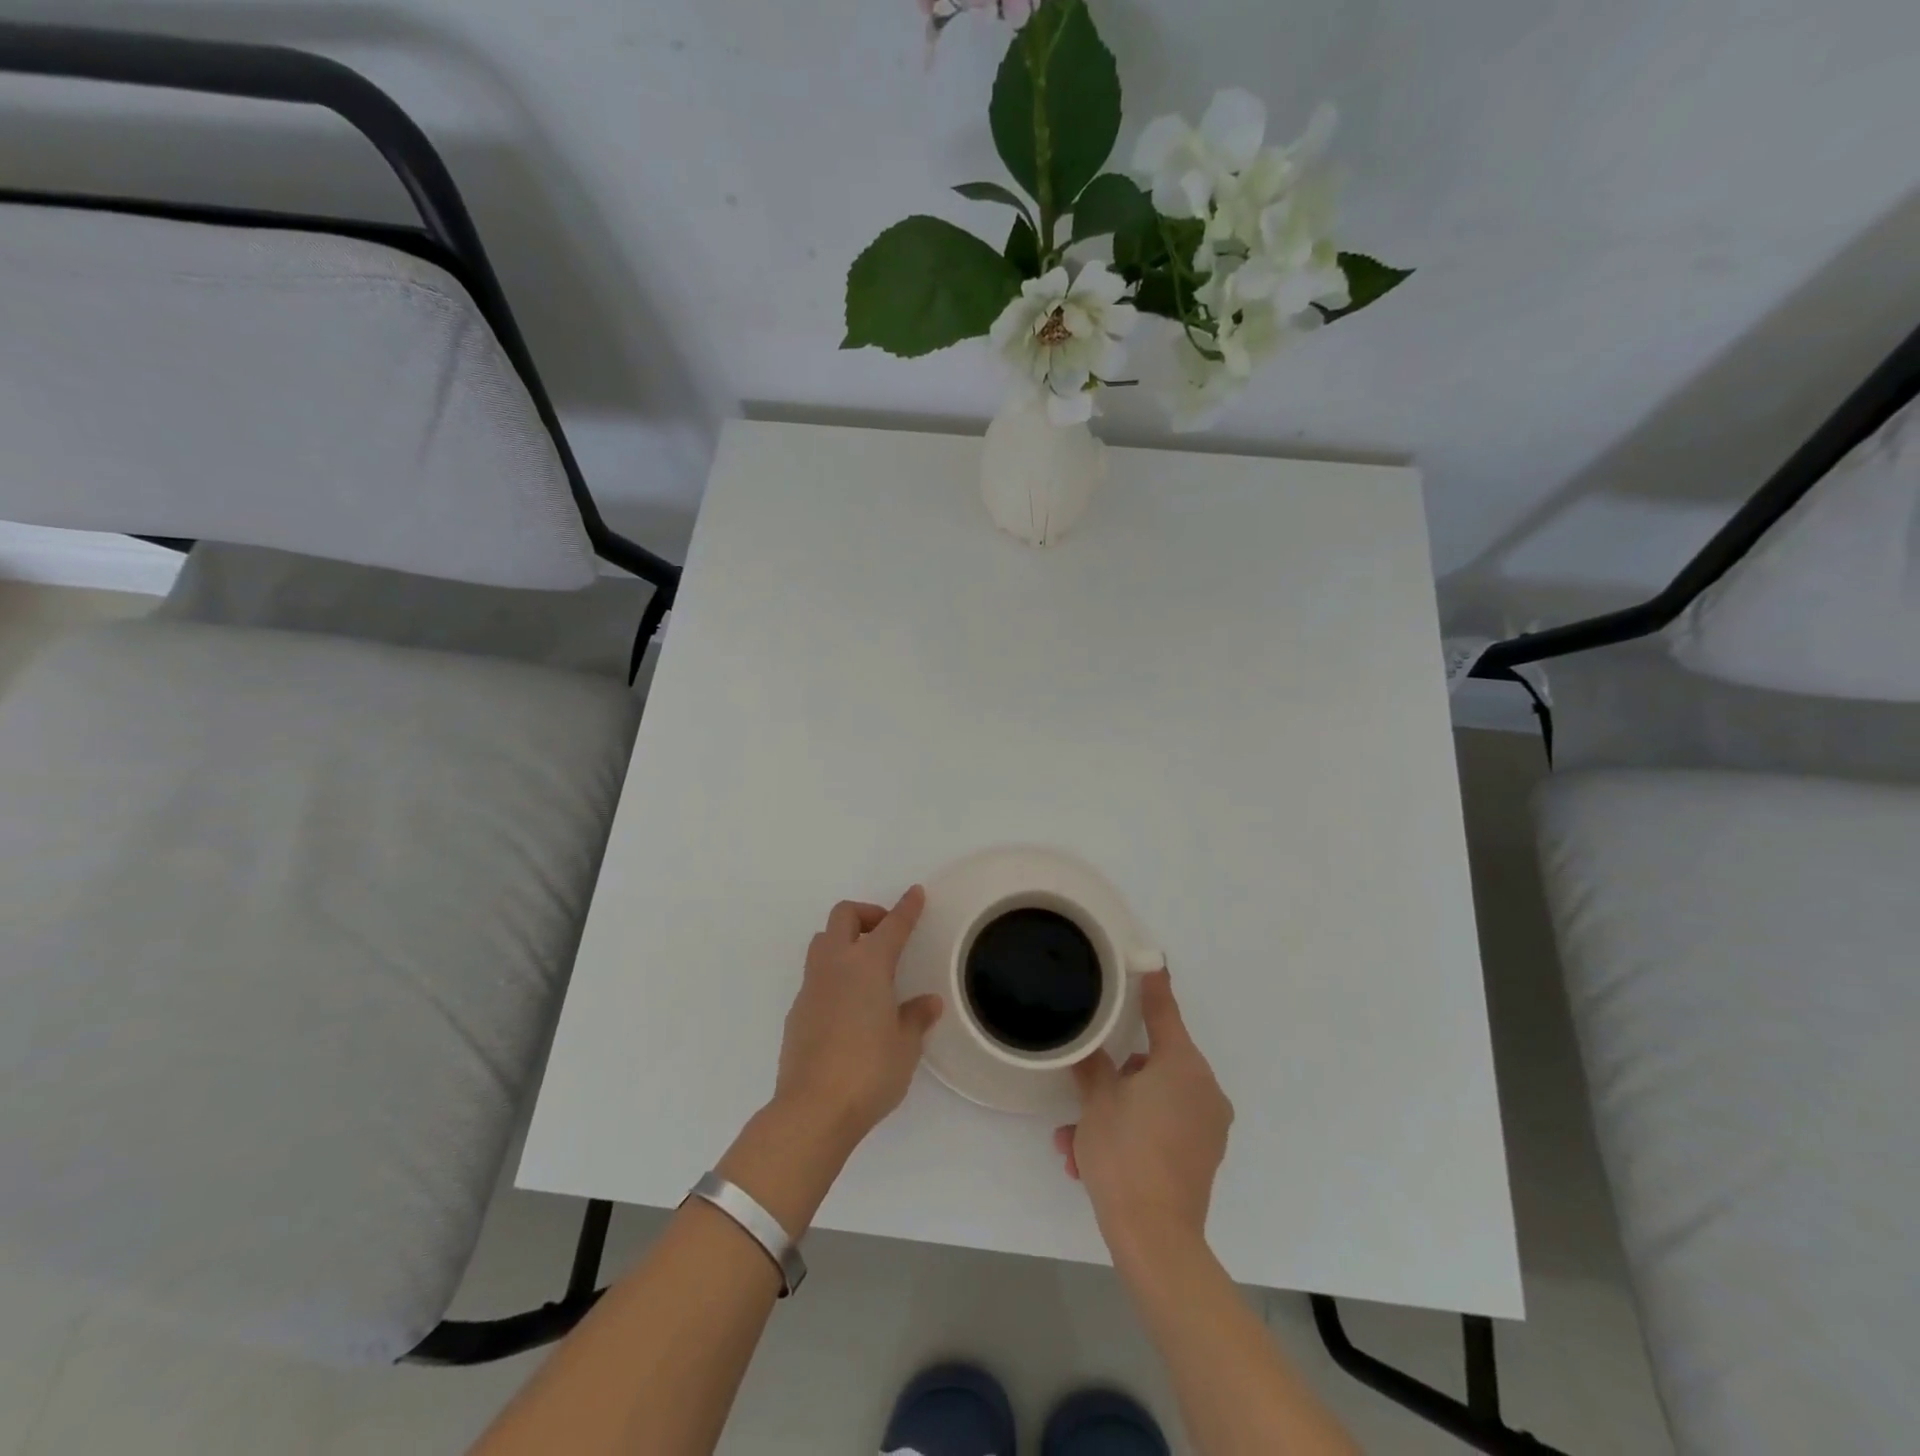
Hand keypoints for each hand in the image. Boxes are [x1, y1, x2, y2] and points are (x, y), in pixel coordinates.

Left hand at [773, 888, 941, 1148]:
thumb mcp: (905, 1046)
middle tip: (885, 934)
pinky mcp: (796, 1011)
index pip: (892, 925)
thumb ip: (915, 1018)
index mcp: (869, 965)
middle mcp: (836, 965)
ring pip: (822, 941)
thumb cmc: (869, 1071)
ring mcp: (811, 986)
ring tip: (866, 967)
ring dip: (844, 940)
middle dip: (866, 914)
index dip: (906, 908)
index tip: (915, 893)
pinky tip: (847, 1005)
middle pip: (844, 916)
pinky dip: (832, 974)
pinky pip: (814, 976)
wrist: (813, 1109)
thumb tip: (926, 1002)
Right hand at [1054, 970, 1231, 1260]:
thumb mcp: (1097, 1102)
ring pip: (1153, 1099)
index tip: (1150, 960)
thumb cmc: (1124, 1154)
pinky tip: (1092, 1159)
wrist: (1155, 1239)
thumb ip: (1093, 1065)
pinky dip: (1133, 1132)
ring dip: (1115, 1112)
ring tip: (1074, 1141)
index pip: (1164, 1011)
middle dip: (1114, 1078)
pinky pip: (1163, 1127)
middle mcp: (1203, 1088)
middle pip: (1153, 1062)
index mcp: (1182, 1065)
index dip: (1153, 986)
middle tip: (1083, 1095)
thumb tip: (1089, 1048)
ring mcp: (1208, 1124)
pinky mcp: (1203, 1154)